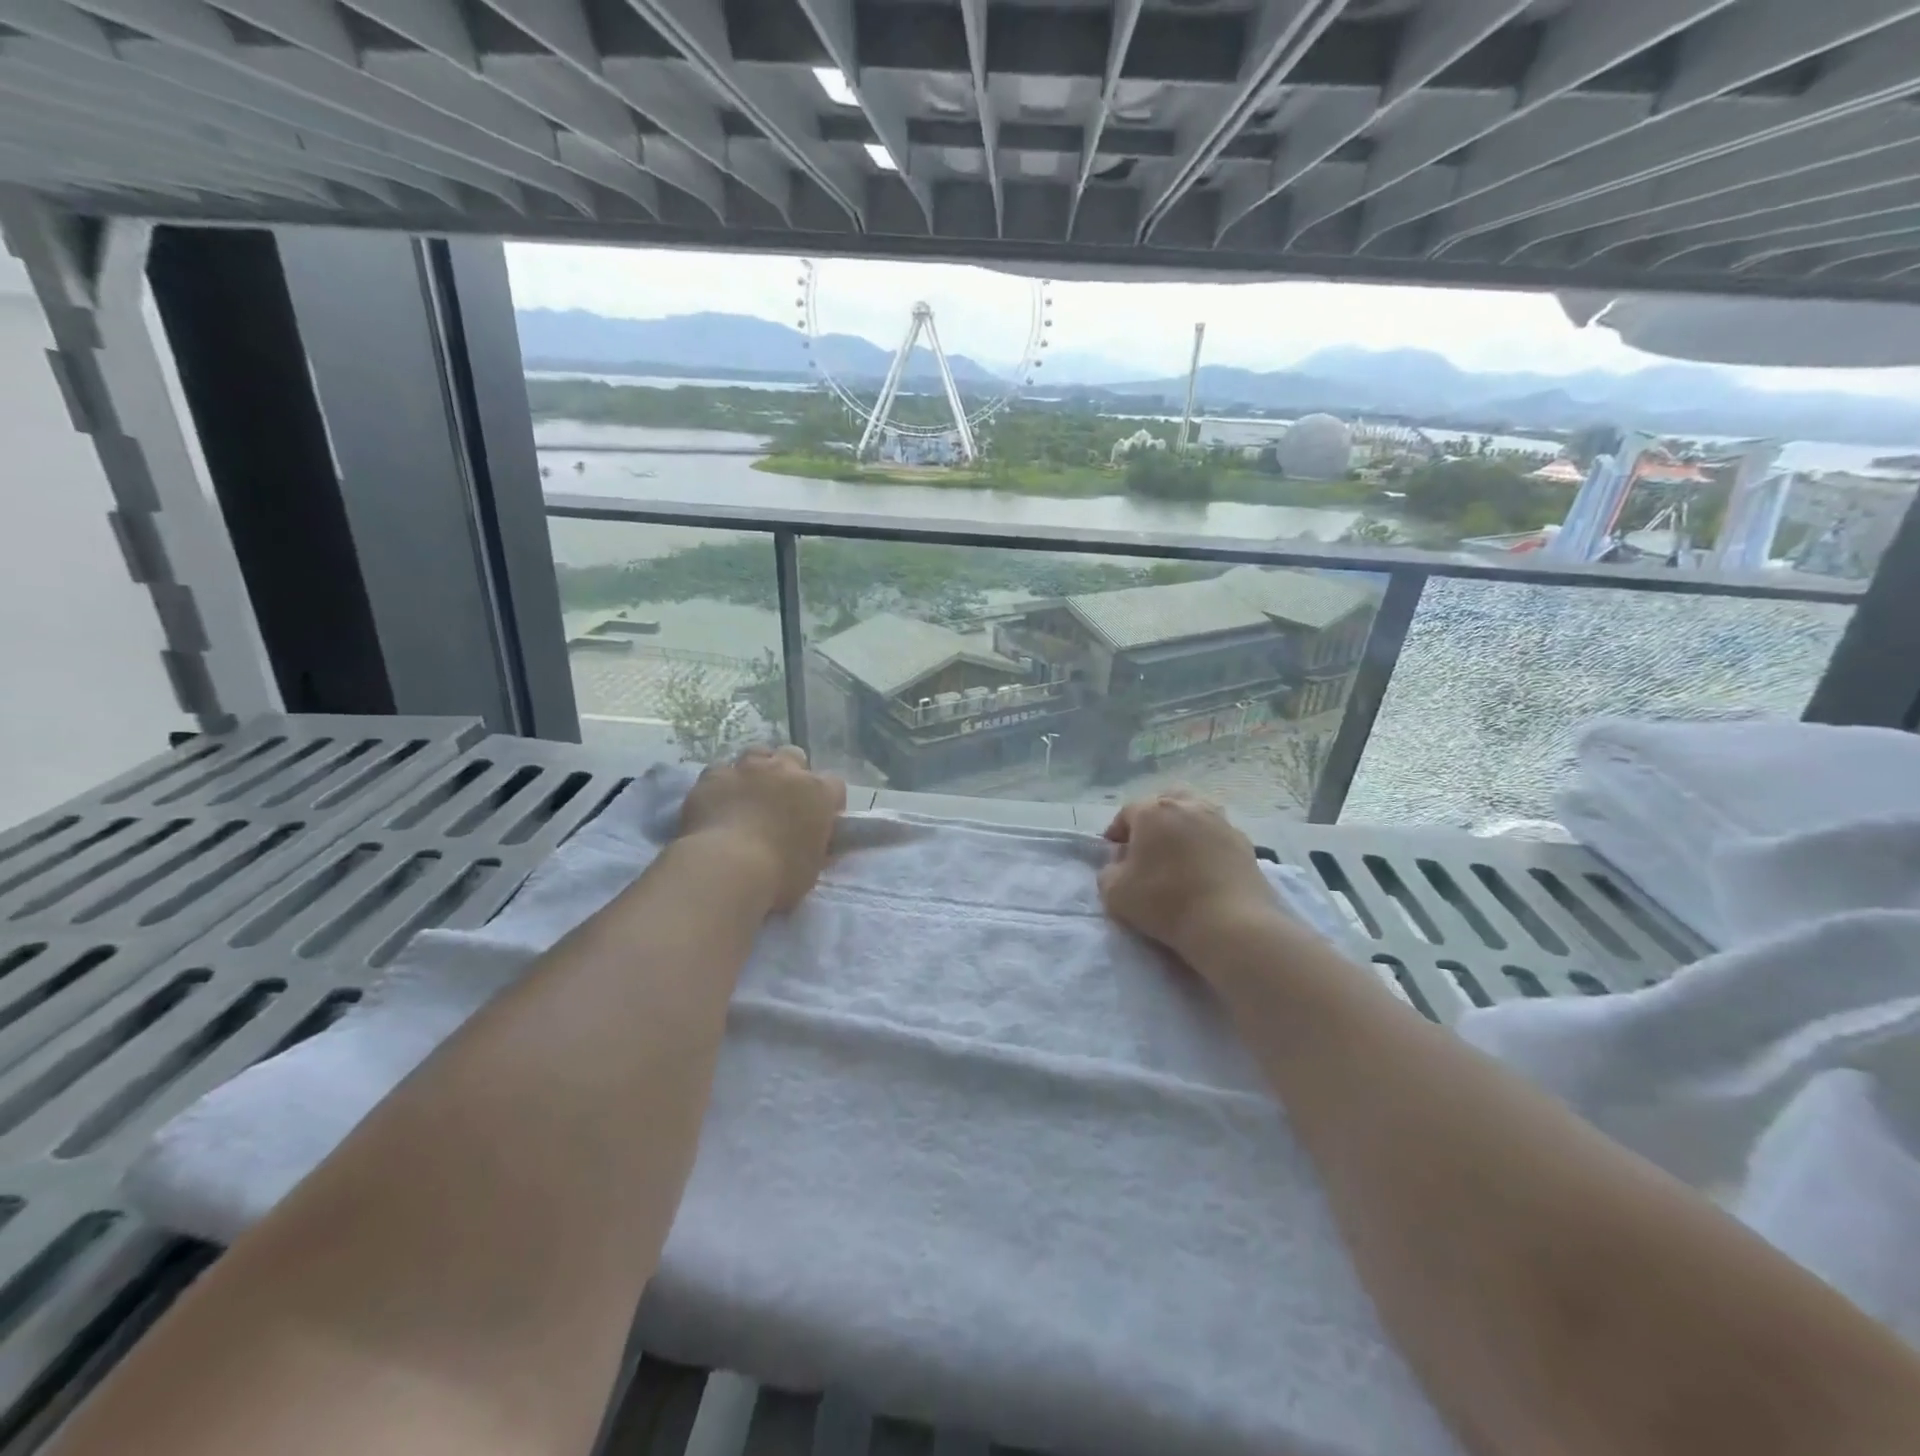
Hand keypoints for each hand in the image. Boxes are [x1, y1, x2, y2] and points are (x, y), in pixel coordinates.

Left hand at [678, 745, 846, 912]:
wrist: (725, 868)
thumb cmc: (778, 876)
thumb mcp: (812, 867)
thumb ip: (818, 848)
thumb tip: (821, 845)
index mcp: (818, 793)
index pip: (835, 786)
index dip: (829, 801)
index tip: (821, 819)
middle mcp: (785, 771)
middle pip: (794, 756)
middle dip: (791, 773)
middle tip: (782, 800)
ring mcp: (746, 769)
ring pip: (757, 753)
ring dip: (757, 770)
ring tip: (750, 794)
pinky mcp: (712, 776)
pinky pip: (719, 772)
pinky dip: (721, 785)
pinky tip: (717, 803)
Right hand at [1098, 791, 1282, 970]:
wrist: (1230, 923)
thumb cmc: (1165, 902)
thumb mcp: (1115, 893)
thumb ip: (1108, 871)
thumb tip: (1120, 863)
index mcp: (1152, 811)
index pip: (1127, 813)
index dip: (1117, 832)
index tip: (1115, 854)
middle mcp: (1187, 805)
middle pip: (1164, 802)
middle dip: (1153, 820)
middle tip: (1148, 847)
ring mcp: (1219, 821)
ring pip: (1194, 813)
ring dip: (1182, 827)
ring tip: (1179, 854)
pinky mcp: (1244, 841)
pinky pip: (1217, 834)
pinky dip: (1207, 844)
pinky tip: (1205, 868)